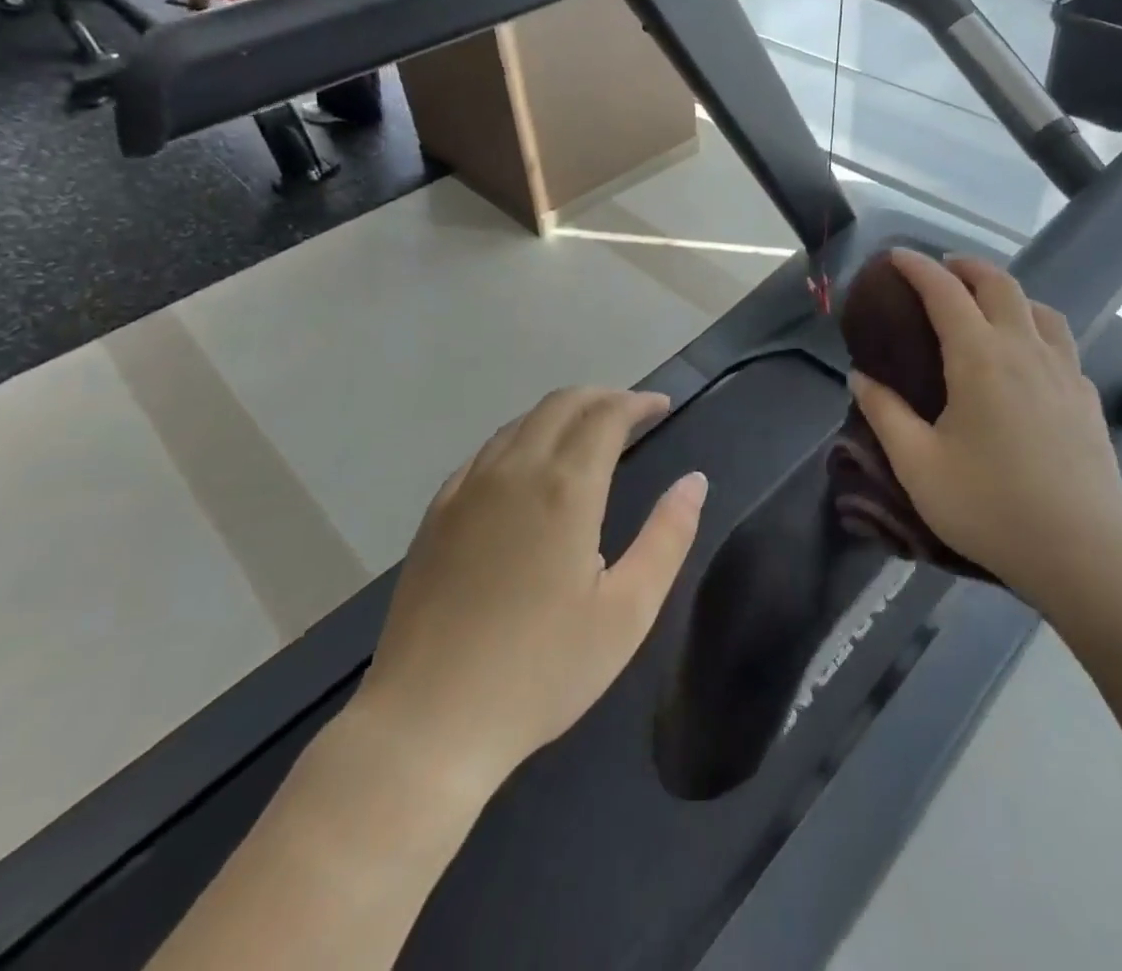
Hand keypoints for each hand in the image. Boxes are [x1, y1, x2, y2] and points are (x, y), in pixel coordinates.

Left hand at [354, 389, 705, 797]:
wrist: (427, 725)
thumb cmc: (541, 672)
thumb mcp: (627, 612)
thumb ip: (668, 537)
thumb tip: (694, 482)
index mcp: (565, 488)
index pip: (606, 415)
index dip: (637, 402)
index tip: (662, 406)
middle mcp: (514, 471)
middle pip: (562, 403)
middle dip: (603, 397)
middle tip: (633, 413)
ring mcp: (467, 489)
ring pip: (521, 422)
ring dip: (562, 413)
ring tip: (589, 433)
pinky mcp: (437, 514)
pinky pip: (486, 451)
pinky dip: (521, 437)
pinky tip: (529, 467)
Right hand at [848, 250, 1121, 606]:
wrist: (1081, 550)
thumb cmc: (988, 505)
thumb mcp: (917, 464)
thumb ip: (884, 413)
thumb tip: (860, 377)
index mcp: (979, 357)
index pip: (945, 292)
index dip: (918, 268)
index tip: (897, 256)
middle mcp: (1024, 349)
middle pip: (999, 285)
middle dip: (967, 267)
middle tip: (942, 269)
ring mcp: (1063, 370)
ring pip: (1039, 308)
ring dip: (1008, 292)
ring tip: (987, 305)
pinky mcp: (1085, 396)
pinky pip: (1060, 341)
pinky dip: (1036, 327)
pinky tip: (1028, 356)